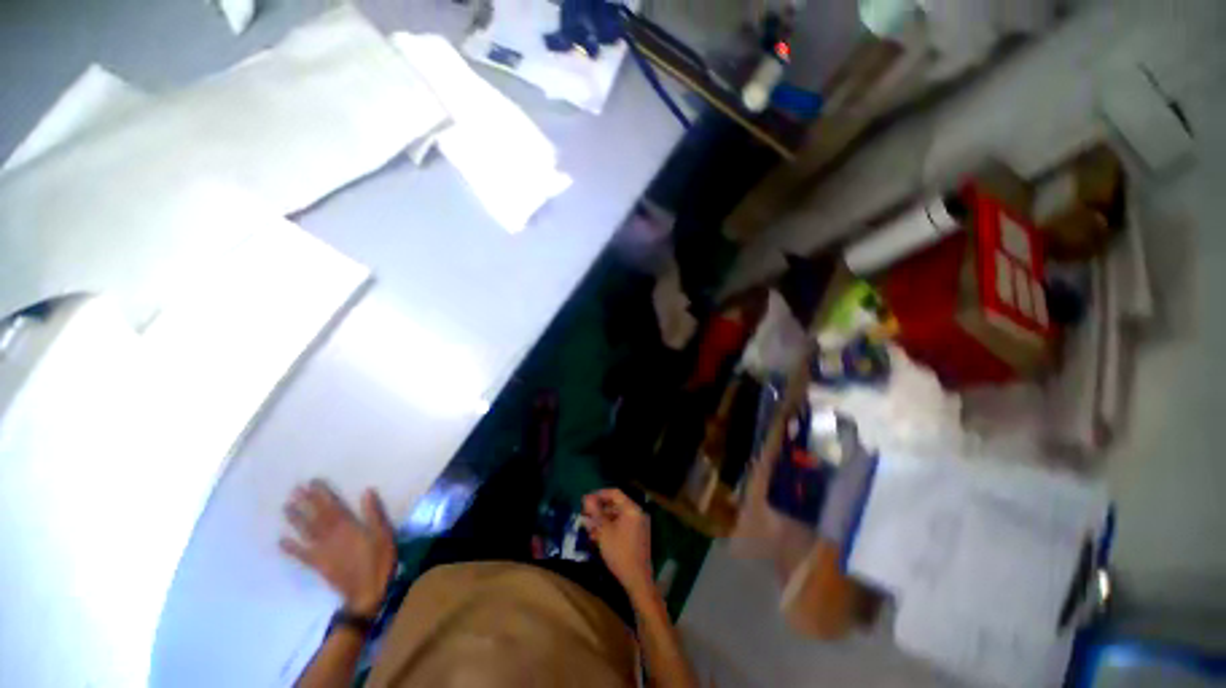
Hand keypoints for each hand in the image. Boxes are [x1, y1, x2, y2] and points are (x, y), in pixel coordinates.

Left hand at [280, 480, 397, 616]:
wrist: (366, 592)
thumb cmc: (379, 560)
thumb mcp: (383, 535)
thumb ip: (374, 514)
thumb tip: (366, 492)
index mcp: (349, 527)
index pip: (333, 507)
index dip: (322, 495)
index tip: (313, 483)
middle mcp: (331, 536)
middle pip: (317, 517)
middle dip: (306, 503)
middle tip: (294, 490)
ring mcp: (322, 551)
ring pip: (307, 531)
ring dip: (296, 519)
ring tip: (286, 507)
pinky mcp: (318, 564)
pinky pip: (302, 554)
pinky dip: (291, 547)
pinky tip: (281, 540)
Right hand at [583, 489, 652, 593]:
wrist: (637, 578)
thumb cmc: (619, 551)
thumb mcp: (604, 531)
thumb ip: (595, 512)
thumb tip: (586, 498)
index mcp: (631, 508)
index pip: (614, 493)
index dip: (599, 494)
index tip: (585, 500)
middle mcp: (637, 513)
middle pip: (616, 504)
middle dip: (599, 509)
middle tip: (585, 514)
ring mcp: (638, 524)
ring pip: (617, 516)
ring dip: (602, 519)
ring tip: (588, 527)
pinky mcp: (637, 535)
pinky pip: (621, 525)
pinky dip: (610, 527)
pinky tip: (597, 535)